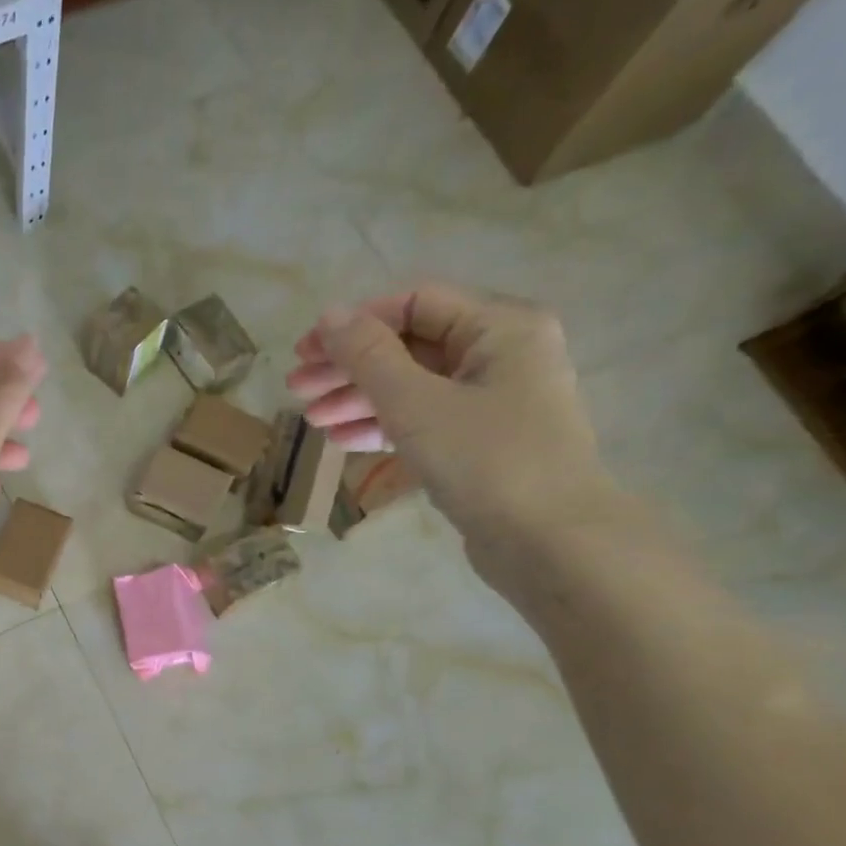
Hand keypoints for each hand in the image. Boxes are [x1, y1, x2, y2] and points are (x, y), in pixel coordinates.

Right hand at [287, 283, 617, 564]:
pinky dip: (383, 426)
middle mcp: (501, 354)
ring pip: (412, 387)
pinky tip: (343, 441)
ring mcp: (492, 401)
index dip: (355, 324)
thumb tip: (329, 315)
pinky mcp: (480, 443)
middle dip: (350, 367)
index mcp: (500, 327)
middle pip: (410, 346)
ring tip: (312, 421)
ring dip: (359, 399)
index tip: (305, 352)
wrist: (549, 541)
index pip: (414, 304)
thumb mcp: (416, 403)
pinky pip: (424, 420)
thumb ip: (368, 356)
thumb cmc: (486, 459)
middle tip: (296, 389)